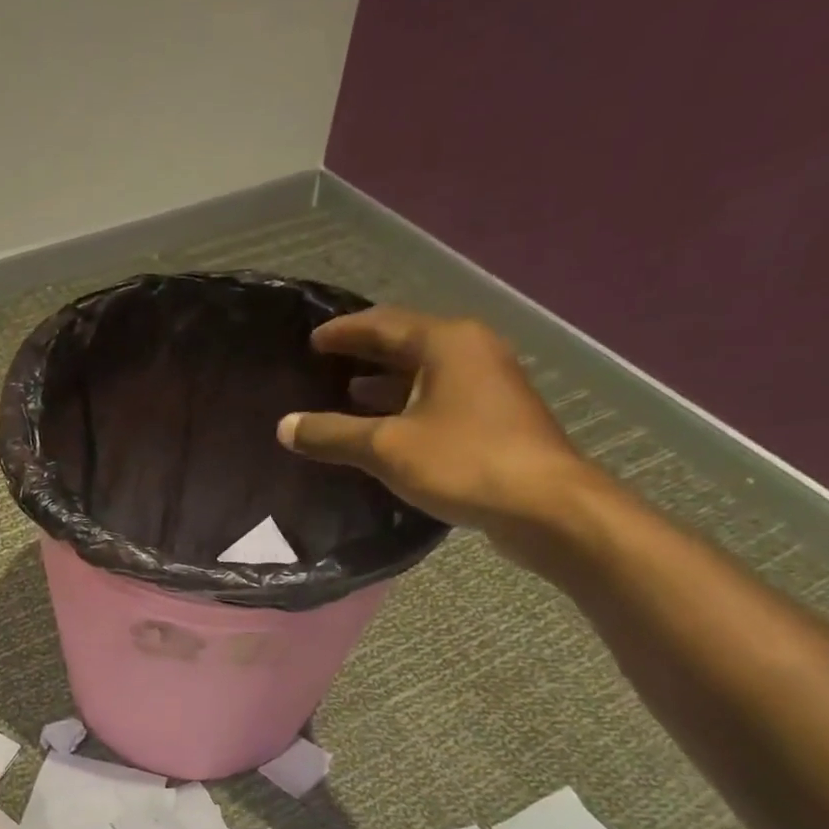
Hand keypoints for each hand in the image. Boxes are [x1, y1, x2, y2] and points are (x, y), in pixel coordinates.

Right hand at [278, 307, 606, 556]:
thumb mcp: (386, 448)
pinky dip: (405, 406)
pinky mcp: (493, 418)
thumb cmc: (463, 462)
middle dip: (364, 354)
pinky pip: (437, 399)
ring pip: (424, 374)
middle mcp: (471, 352)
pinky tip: (383, 429)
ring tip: (345, 395)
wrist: (543, 505)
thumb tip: (284, 426)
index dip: (343, 331)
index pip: (383, 324)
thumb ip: (332, 434)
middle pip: (406, 344)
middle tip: (323, 365)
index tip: (311, 340)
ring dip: (384, 383)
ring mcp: (488, 385)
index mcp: (447, 343)